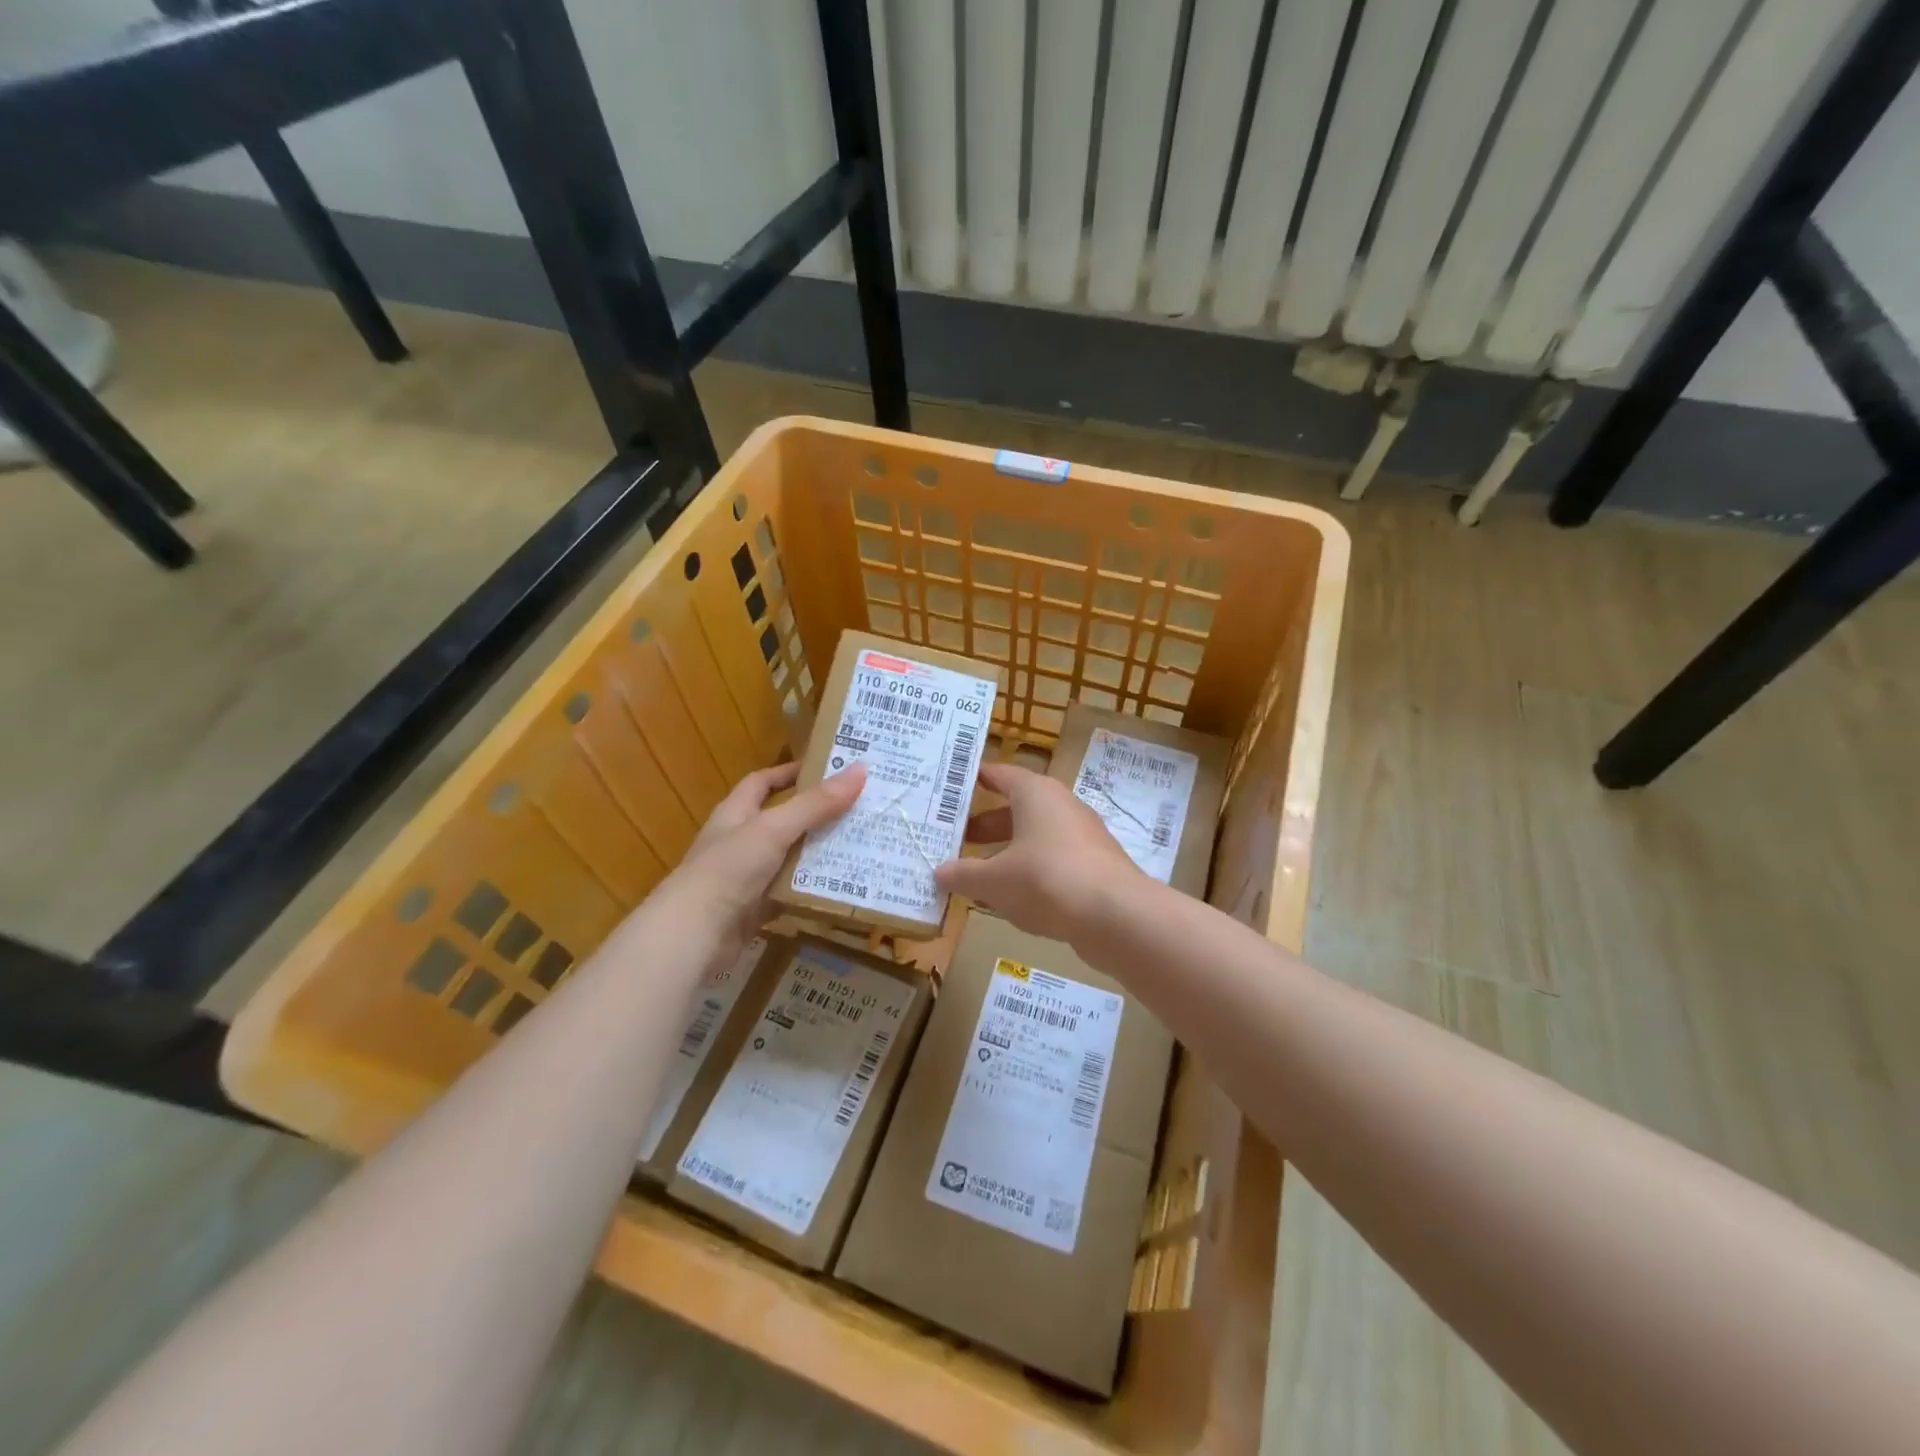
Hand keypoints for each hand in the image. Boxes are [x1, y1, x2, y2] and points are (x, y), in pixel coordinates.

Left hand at [659, 761, 865, 960]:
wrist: (695, 933)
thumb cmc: (730, 868)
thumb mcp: (775, 829)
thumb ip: (816, 804)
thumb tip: (860, 770)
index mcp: (736, 813)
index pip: (763, 782)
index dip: (790, 773)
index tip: (826, 769)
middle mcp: (740, 840)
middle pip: (782, 820)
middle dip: (816, 815)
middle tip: (857, 809)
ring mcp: (746, 876)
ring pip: (789, 858)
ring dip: (818, 853)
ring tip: (859, 845)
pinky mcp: (755, 908)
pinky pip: (789, 892)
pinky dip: (810, 888)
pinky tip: (840, 885)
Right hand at [934, 762, 1145, 945]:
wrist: (1115, 915)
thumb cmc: (1046, 880)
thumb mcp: (993, 880)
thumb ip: (964, 874)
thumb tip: (939, 872)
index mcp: (1035, 793)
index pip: (999, 774)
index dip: (974, 779)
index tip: (950, 787)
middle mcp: (1061, 805)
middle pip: (1016, 808)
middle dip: (985, 824)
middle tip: (955, 838)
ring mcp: (1082, 835)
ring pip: (1035, 836)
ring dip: (1007, 851)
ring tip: (978, 873)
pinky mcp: (1095, 865)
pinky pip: (1053, 860)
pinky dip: (1031, 871)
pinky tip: (1013, 897)